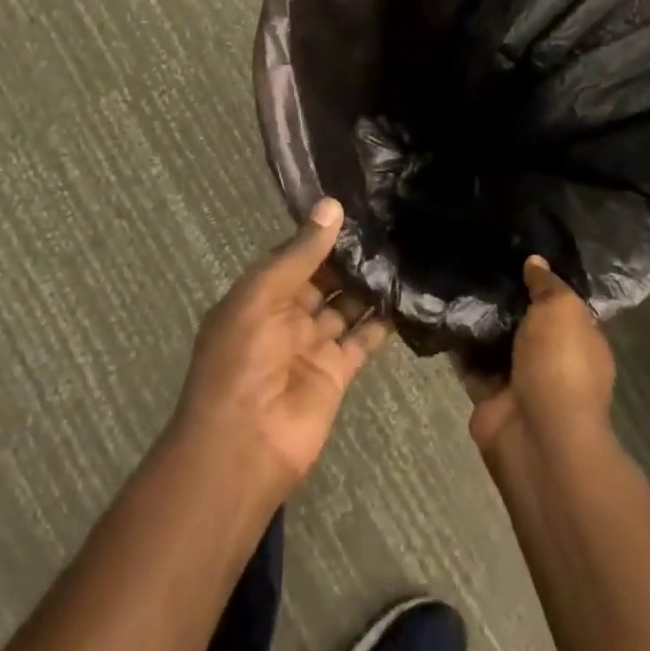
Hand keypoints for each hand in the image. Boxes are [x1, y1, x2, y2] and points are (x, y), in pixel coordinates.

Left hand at [172, 198, 392, 491]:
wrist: (245, 445)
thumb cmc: (242, 359)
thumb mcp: (263, 295)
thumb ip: (301, 254)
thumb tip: (333, 205)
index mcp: (259, 295)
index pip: (294, 256)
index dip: (321, 234)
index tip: (358, 206)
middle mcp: (285, 316)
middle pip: (323, 279)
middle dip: (350, 257)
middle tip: (391, 224)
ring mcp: (312, 345)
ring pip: (346, 306)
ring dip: (369, 285)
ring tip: (404, 250)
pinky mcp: (338, 372)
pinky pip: (362, 339)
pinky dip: (382, 321)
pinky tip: (407, 295)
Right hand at [463, 257, 615, 462]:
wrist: (538, 435)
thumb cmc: (561, 364)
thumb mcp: (562, 309)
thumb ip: (547, 284)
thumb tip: (535, 262)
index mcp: (581, 340)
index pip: (561, 304)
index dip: (541, 280)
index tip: (514, 252)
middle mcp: (552, 359)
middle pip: (524, 321)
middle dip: (504, 297)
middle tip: (476, 260)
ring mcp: (519, 380)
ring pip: (495, 341)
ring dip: (477, 319)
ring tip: (452, 278)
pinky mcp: (488, 395)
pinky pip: (470, 362)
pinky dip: (457, 344)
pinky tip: (439, 312)